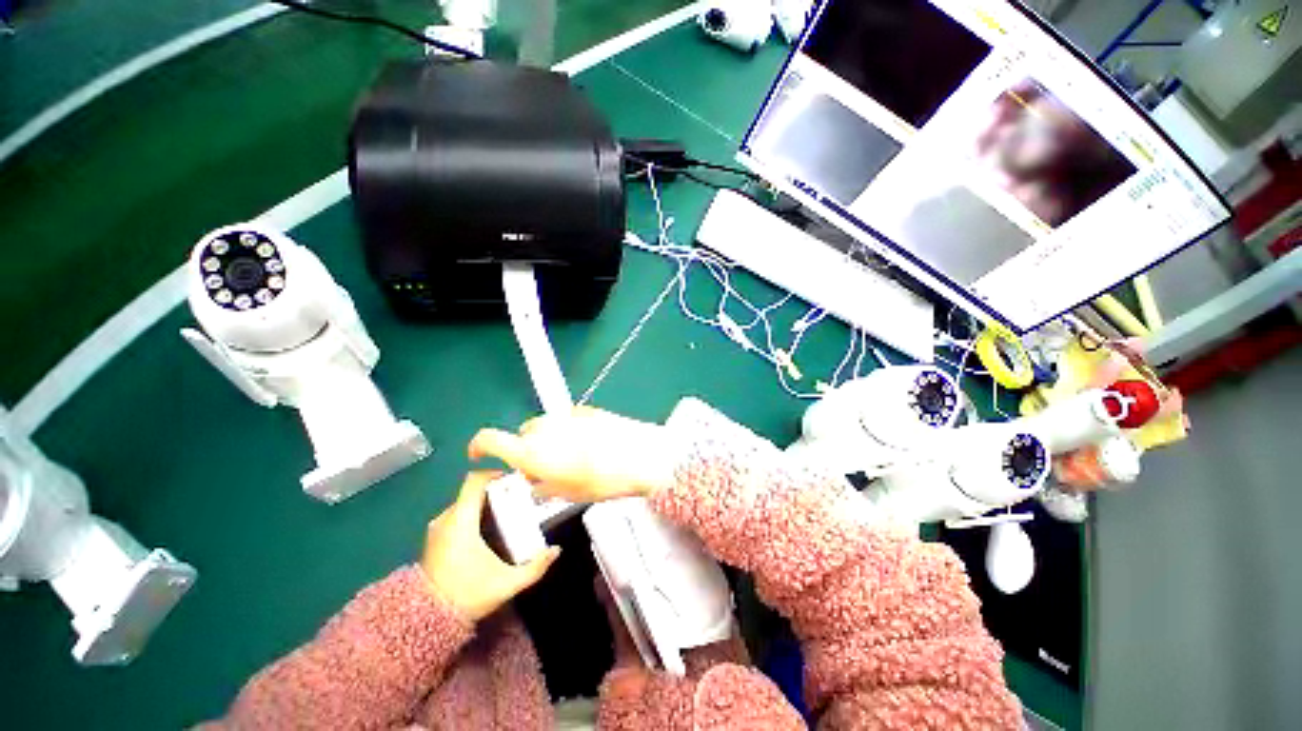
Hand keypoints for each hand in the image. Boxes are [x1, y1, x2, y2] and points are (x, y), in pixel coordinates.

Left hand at [421, 471, 560, 620]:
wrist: (428, 620)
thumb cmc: (468, 594)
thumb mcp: (507, 583)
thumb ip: (535, 566)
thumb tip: (556, 550)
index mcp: (462, 521)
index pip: (474, 481)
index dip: (493, 473)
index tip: (513, 480)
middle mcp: (446, 519)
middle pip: (472, 491)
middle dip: (494, 491)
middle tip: (515, 499)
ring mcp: (437, 529)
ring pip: (464, 503)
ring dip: (482, 504)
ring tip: (504, 513)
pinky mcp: (433, 539)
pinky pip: (455, 515)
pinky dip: (471, 515)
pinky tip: (487, 530)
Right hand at [468, 406, 678, 503]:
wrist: (639, 455)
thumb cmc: (602, 481)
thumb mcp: (567, 493)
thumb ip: (543, 486)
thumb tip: (536, 483)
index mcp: (531, 451)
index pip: (489, 439)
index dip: (478, 446)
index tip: (478, 454)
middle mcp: (543, 428)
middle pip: (522, 434)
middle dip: (527, 450)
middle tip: (545, 468)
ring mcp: (564, 415)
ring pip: (545, 426)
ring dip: (549, 439)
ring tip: (571, 456)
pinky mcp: (584, 409)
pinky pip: (565, 419)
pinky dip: (568, 430)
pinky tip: (588, 442)